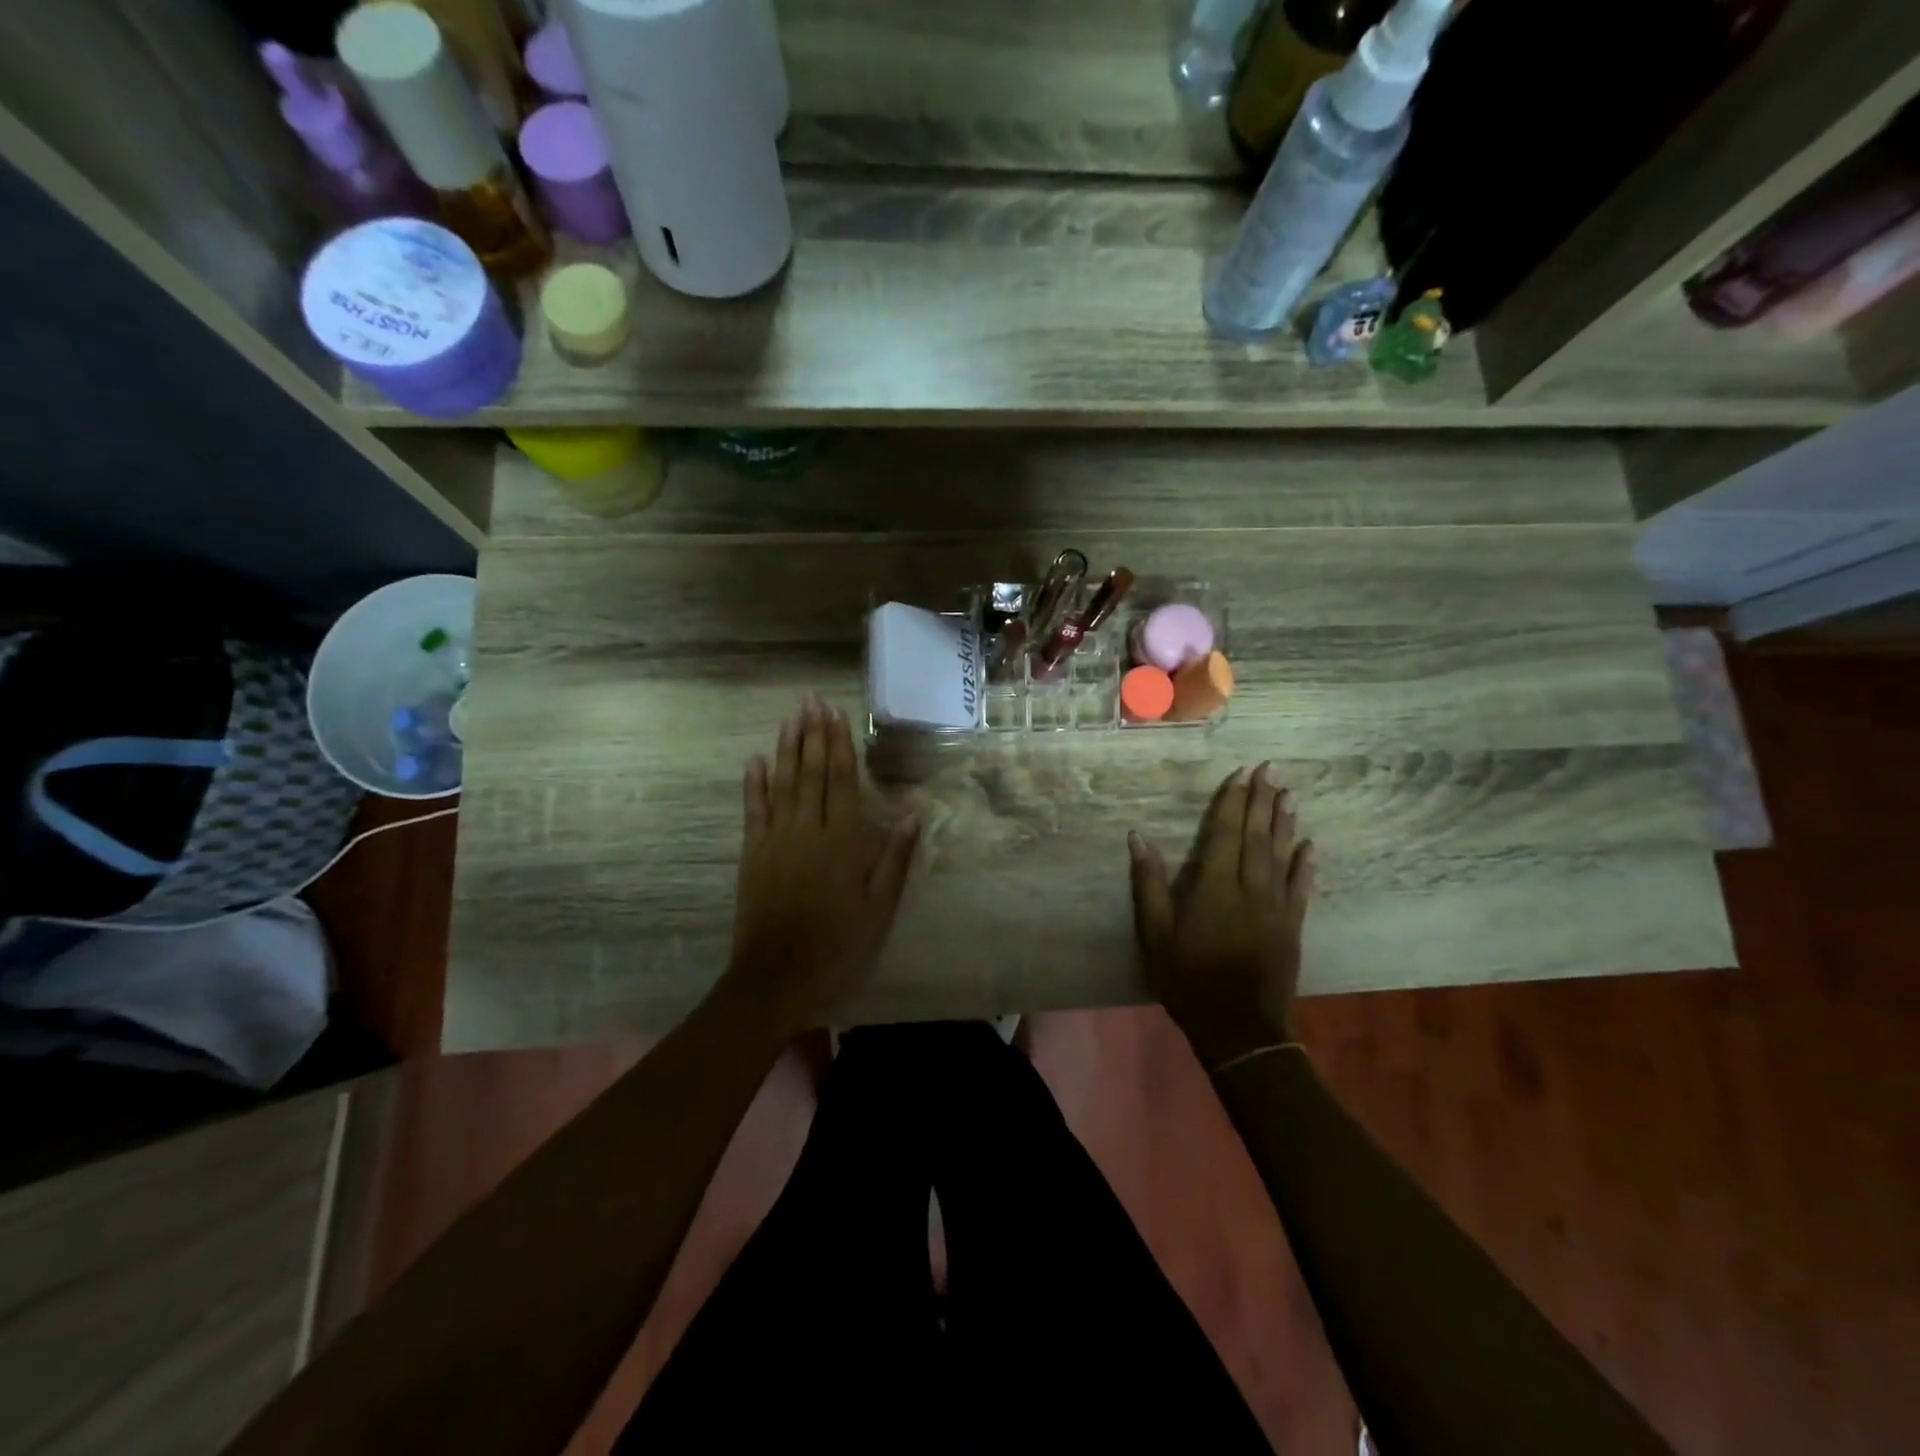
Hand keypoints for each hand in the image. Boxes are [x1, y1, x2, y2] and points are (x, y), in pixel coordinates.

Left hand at [721, 694, 919, 1035]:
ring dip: (786, 748)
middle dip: (812, 734)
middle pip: (811, 772)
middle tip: (810, 700)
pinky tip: (755, 760)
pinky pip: (753, 811)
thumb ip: (894, 857)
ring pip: (782, 783)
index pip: (842, 780)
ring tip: (790, 718)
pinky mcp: (752, 854)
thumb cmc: (838, 942)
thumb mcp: (879, 906)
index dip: (839, 744)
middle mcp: (807, 830)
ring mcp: (775, 839)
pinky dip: (754, 784)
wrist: (778, 975)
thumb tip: (912, 812)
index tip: (835, 714)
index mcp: (842, 840)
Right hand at [1128, 763, 1313, 1070]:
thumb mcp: (1156, 936)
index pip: (1224, 834)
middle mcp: (1249, 889)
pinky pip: (1301, 888)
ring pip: (1282, 855)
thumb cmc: (1189, 981)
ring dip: (1284, 823)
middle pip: (1257, 837)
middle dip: (1261, 801)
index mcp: (1214, 888)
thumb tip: (1138, 838)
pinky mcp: (1292, 927)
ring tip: (1289, 794)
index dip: (1232, 802)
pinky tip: (1309, 845)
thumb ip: (1149, 885)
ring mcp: (1276, 908)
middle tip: (1270, 769)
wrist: (1240, 1030)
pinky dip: (1305, 864)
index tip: (1240, 774)